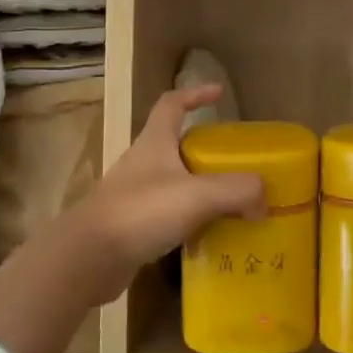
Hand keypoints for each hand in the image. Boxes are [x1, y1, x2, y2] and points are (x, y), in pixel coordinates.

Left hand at [72, 86, 263, 278]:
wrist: (88, 258)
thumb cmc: (141, 212)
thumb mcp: (197, 195)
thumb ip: (237, 190)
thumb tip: (264, 198)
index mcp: (154, 142)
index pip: (172, 104)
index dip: (195, 94)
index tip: (219, 94)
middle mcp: (143, 163)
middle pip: (176, 144)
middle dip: (206, 149)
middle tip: (237, 162)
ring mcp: (135, 195)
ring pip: (174, 182)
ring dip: (200, 187)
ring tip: (231, 201)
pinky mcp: (133, 226)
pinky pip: (169, 215)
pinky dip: (191, 220)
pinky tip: (209, 236)